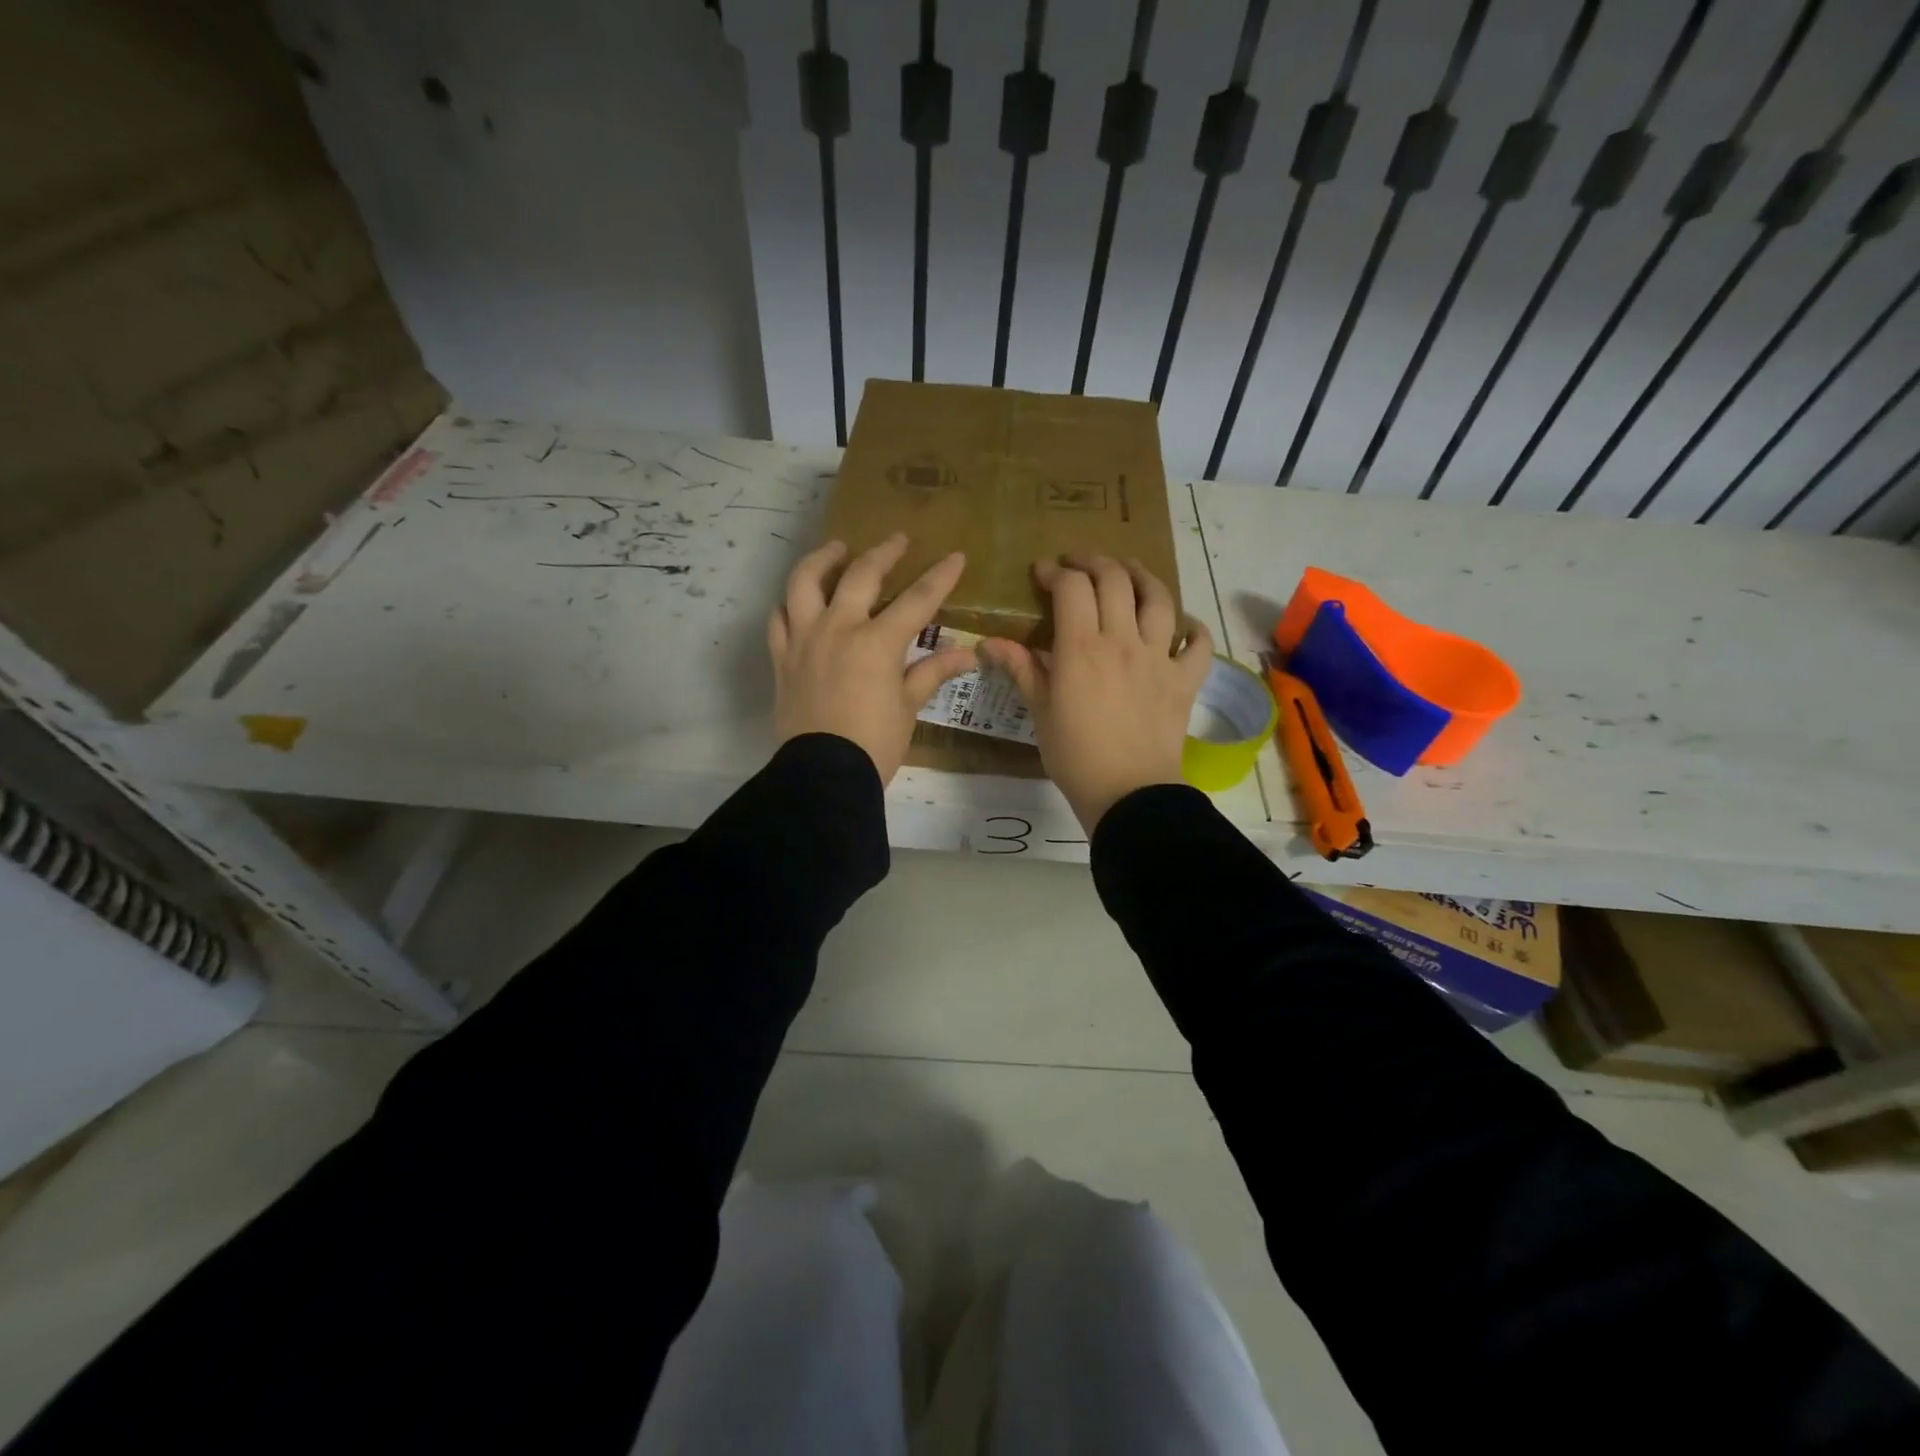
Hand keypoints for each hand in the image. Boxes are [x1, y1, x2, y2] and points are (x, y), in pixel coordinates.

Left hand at [769, 533, 976, 783]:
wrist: (824, 773)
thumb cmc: (875, 743)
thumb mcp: (909, 707)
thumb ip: (932, 672)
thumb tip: (966, 654)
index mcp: (877, 642)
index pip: (917, 600)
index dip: (940, 576)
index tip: (955, 556)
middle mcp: (838, 628)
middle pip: (860, 575)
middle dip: (883, 552)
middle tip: (897, 540)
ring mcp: (804, 639)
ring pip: (805, 582)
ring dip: (823, 559)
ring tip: (835, 550)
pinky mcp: (781, 657)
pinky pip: (778, 619)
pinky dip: (788, 604)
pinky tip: (798, 602)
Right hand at [980, 556, 1211, 833]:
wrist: (1128, 792)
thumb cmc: (1075, 755)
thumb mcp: (1040, 711)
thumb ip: (1020, 669)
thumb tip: (988, 643)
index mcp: (1082, 647)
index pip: (1072, 587)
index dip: (1055, 571)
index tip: (1042, 573)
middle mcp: (1124, 640)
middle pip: (1115, 579)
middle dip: (1094, 562)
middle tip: (1079, 564)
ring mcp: (1160, 657)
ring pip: (1159, 598)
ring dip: (1142, 576)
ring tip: (1128, 572)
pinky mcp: (1185, 679)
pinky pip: (1198, 643)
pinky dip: (1191, 627)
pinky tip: (1181, 624)